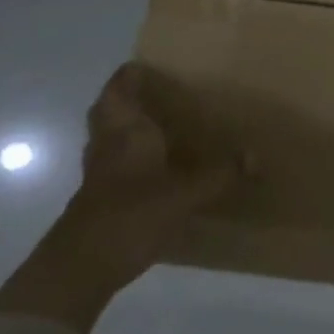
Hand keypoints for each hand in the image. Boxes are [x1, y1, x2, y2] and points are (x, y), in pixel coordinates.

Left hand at [0, 64, 242, 332]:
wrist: (77, 271)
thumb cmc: (129, 215)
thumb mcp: (185, 194)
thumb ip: (220, 174)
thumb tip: (255, 157)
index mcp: (124, 131)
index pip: (119, 89)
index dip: (130, 74)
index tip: (151, 63)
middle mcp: (107, 145)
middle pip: (109, 111)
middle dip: (128, 99)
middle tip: (159, 92)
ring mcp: (98, 174)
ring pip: (108, 138)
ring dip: (127, 128)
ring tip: (162, 125)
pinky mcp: (98, 201)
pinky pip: (114, 165)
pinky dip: (131, 158)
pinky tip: (156, 169)